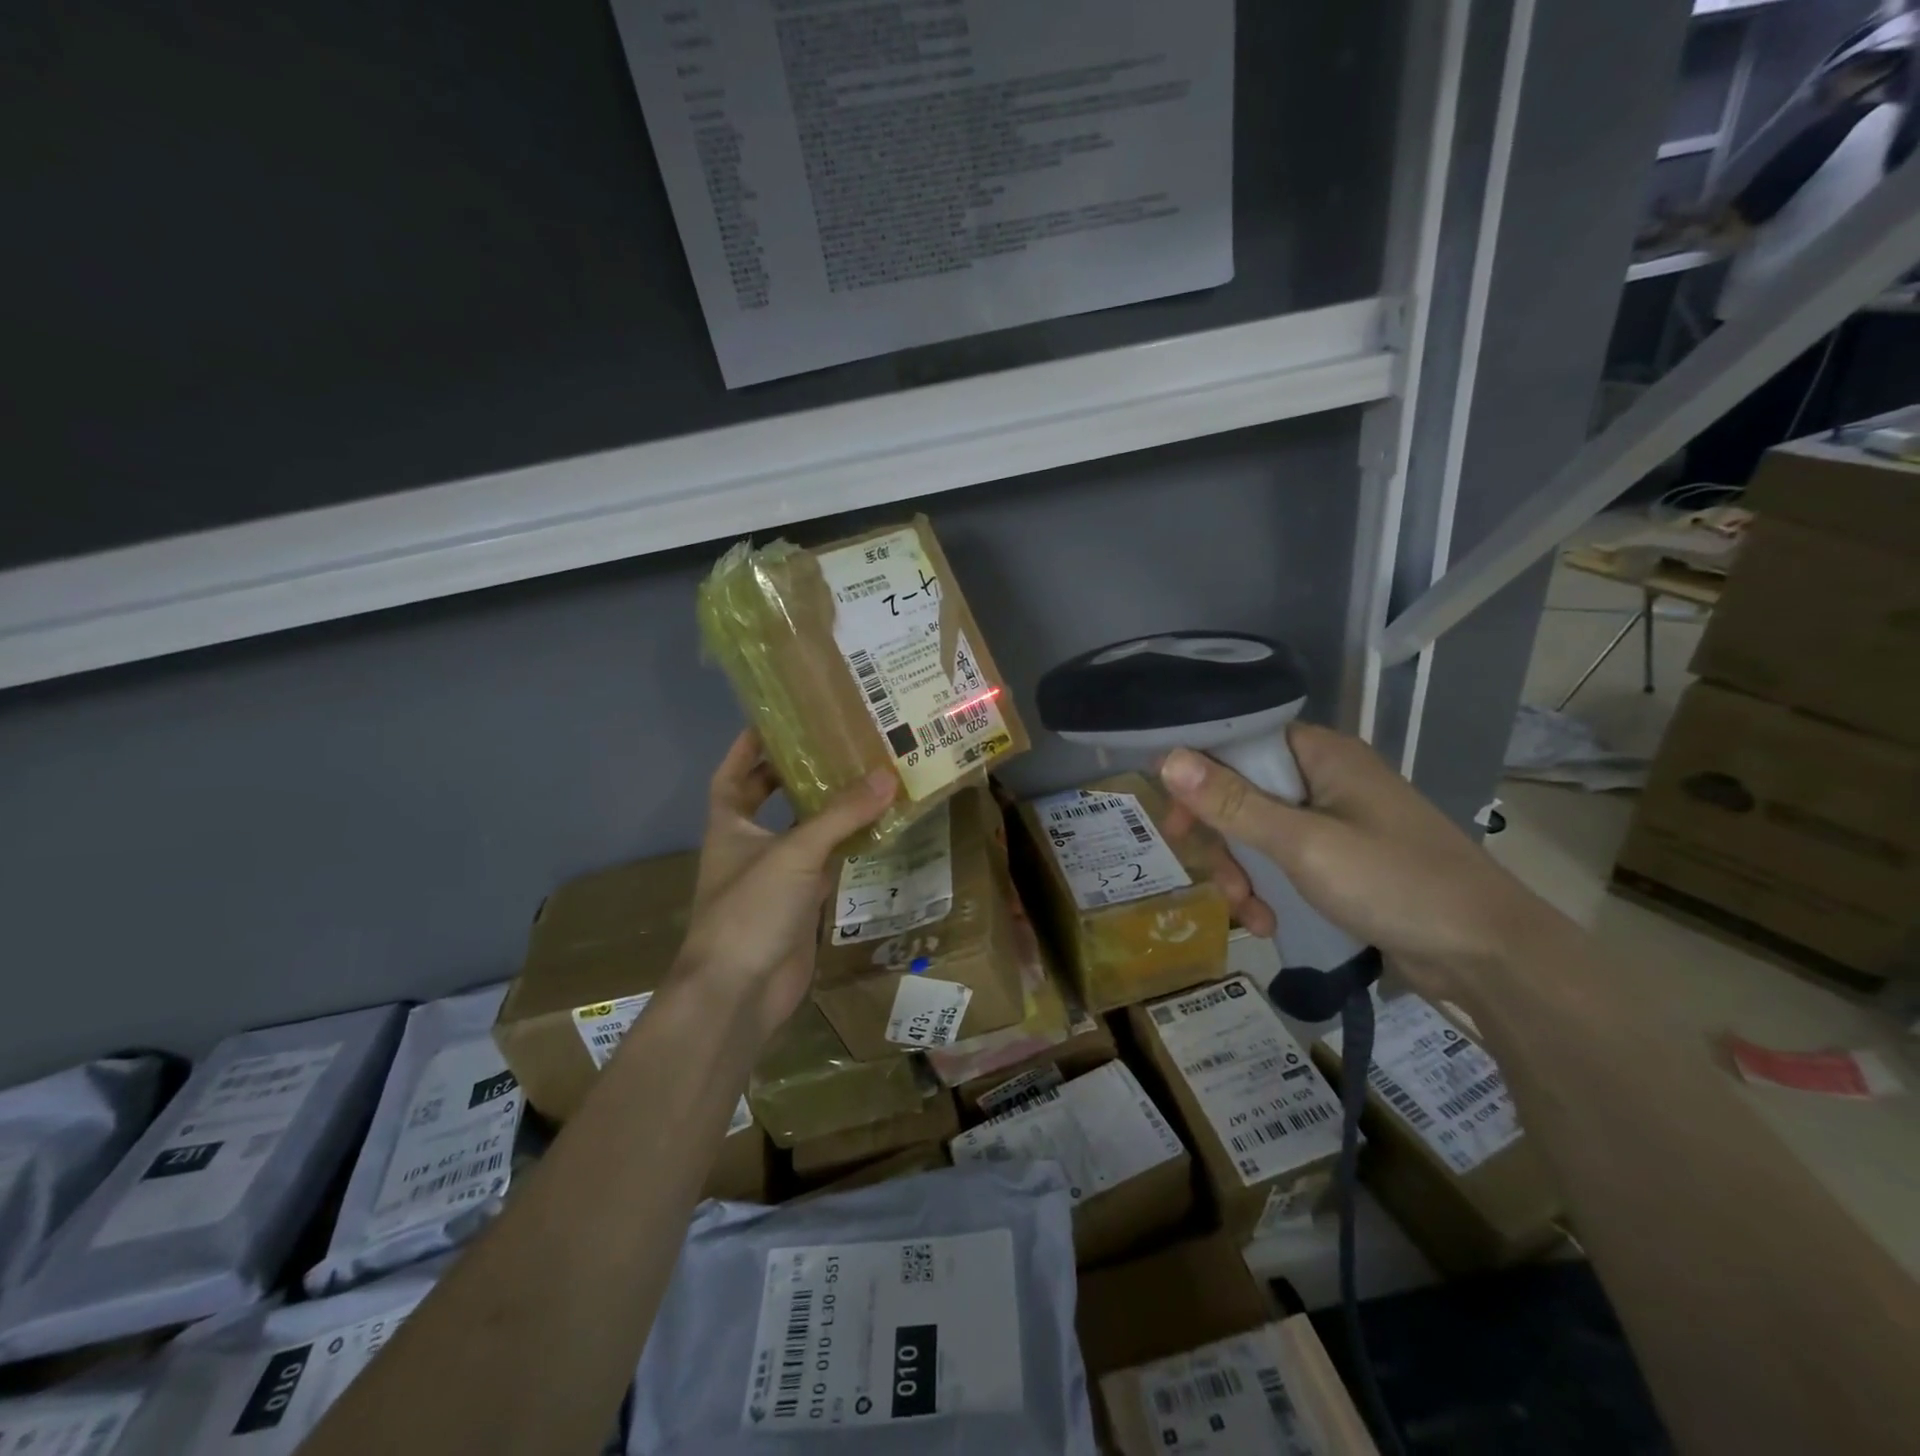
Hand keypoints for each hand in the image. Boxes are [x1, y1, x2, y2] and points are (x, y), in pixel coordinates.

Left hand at [673, 732, 895, 1043]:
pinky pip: (826, 865)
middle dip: (793, 773)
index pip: (733, 774)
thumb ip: (842, 815)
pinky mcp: (800, 905)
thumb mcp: (795, 853)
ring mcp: (776, 878)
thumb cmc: (750, 909)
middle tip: (834, 744)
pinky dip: (846, 847)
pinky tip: (875, 829)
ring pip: (803, 832)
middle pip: (769, 799)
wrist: (740, 992)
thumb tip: (887, 776)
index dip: (748, 747)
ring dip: (828, 810)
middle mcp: (749, 846)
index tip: (776, 719)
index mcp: (730, 825)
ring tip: (864, 776)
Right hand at [1157, 724, 1560, 1003]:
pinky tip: (1268, 923)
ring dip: (1243, 874)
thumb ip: (1233, 803)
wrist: (1489, 956)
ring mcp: (1336, 824)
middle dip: (1222, 841)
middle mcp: (1326, 780)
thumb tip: (1167, 758)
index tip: (1174, 817)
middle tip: (1214, 878)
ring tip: (1247, 913)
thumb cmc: (1395, 883)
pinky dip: (1270, 891)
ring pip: (1260, 835)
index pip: (1240, 743)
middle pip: (1243, 794)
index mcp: (1322, 756)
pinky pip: (1286, 864)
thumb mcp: (1303, 844)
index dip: (1199, 774)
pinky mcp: (1344, 863)